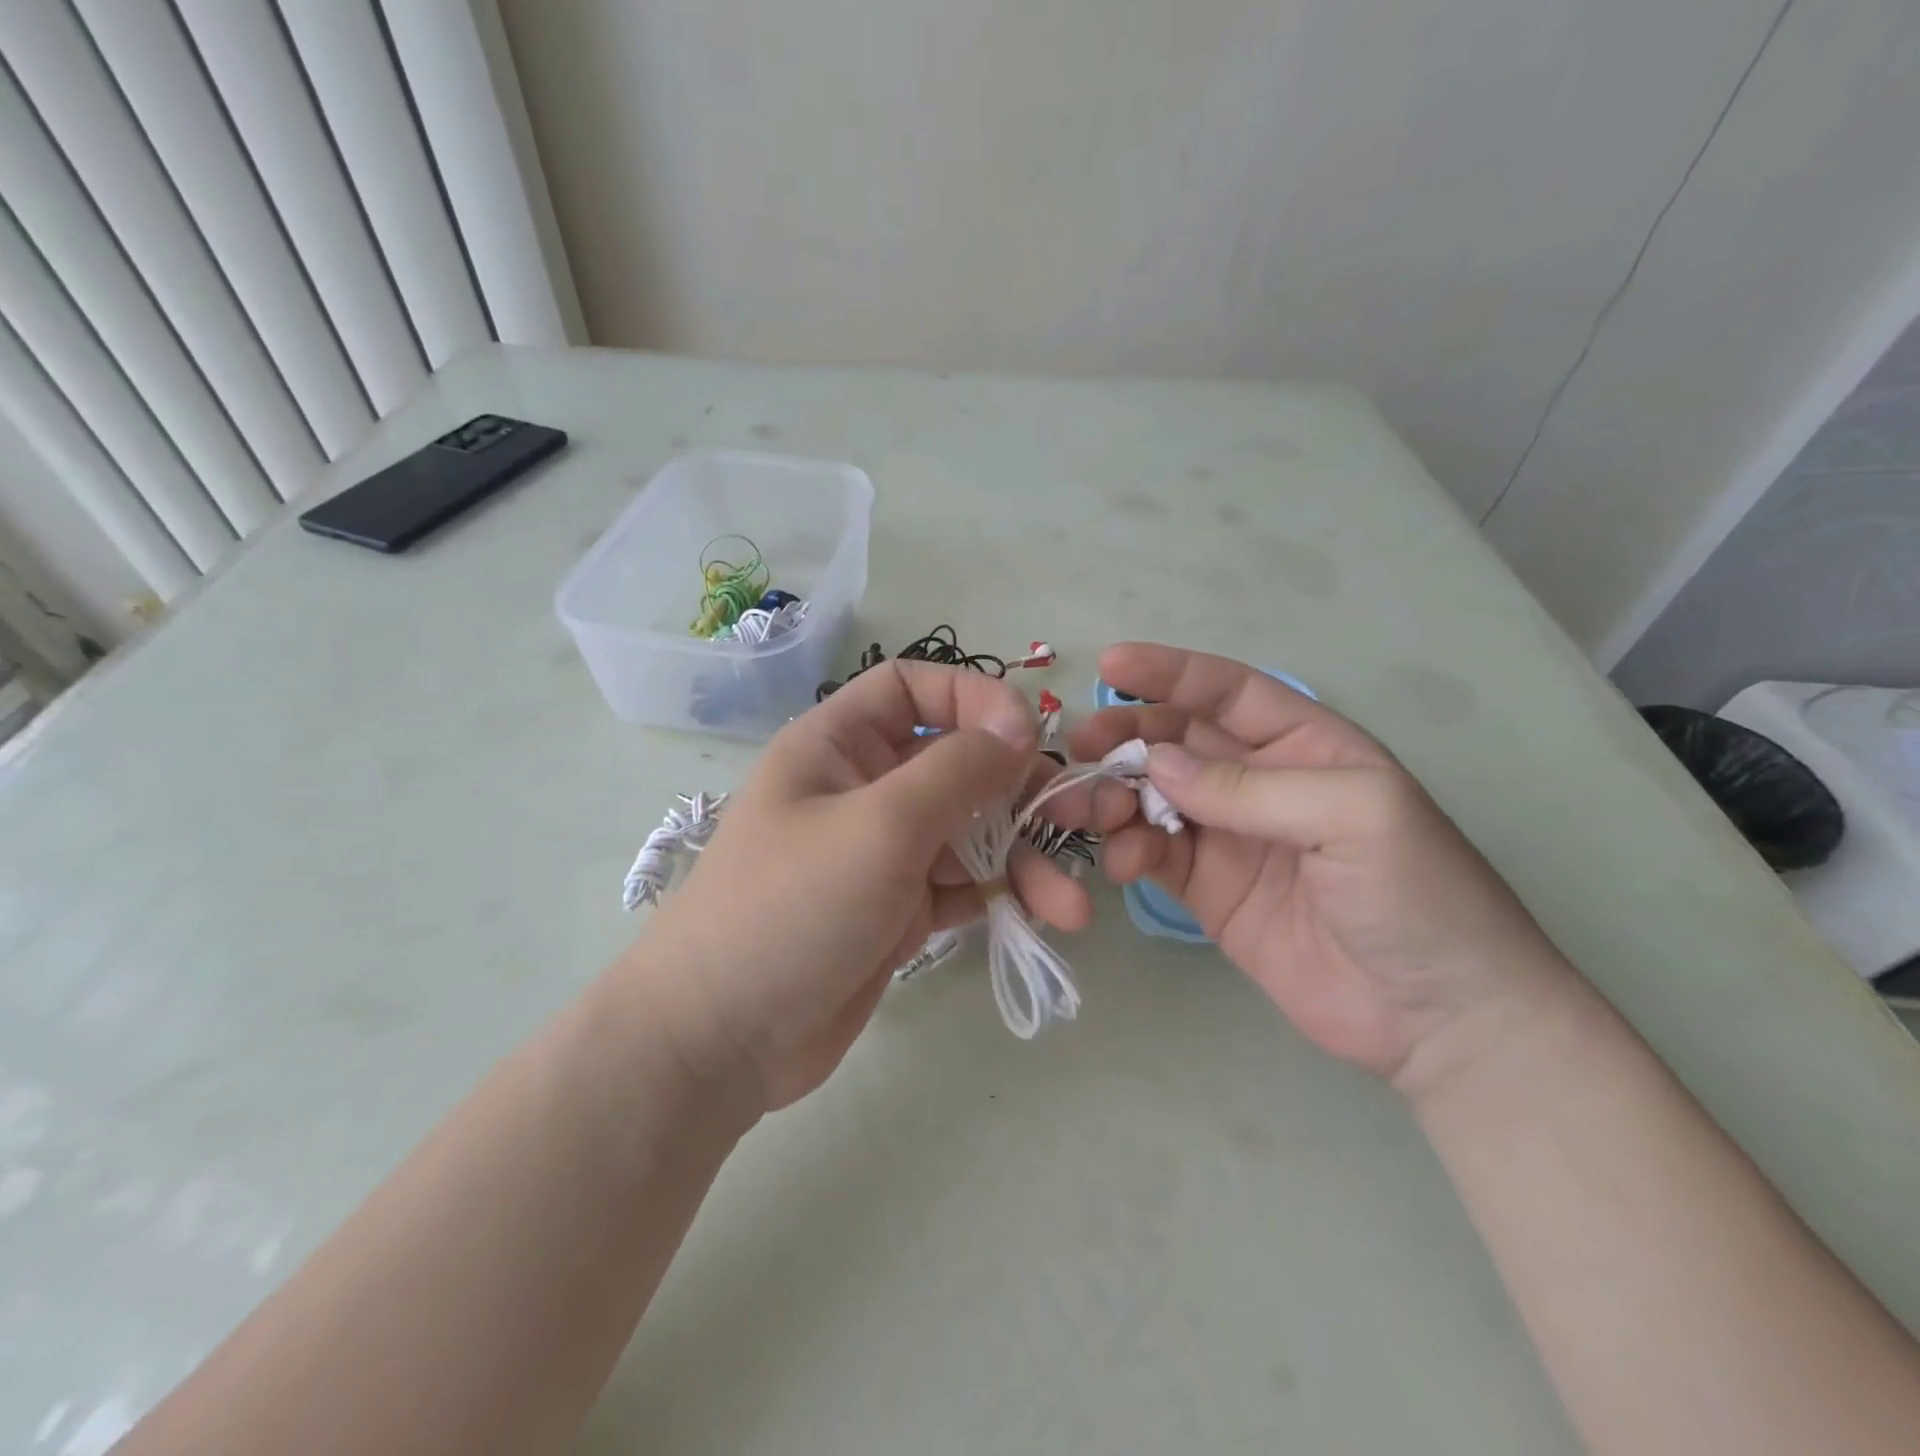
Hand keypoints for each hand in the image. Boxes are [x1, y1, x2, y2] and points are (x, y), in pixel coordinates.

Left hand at [630, 661, 1090, 1111]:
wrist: (720, 1040)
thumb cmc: (792, 907)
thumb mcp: (881, 825)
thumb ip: (957, 769)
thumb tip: (1020, 723)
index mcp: (840, 743)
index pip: (914, 688)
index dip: (974, 698)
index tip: (1029, 736)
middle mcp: (864, 787)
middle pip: (958, 763)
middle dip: (1021, 790)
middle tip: (1078, 821)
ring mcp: (883, 851)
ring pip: (971, 831)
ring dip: (1024, 859)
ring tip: (1071, 907)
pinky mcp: (899, 907)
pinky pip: (963, 883)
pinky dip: (1001, 895)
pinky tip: (1038, 918)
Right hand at [1066, 643, 1576, 1089]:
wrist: (1438, 1020)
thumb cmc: (1418, 895)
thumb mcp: (1353, 815)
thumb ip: (1251, 786)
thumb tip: (1157, 763)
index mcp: (1304, 744)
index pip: (1226, 691)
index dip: (1169, 672)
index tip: (1110, 664)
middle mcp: (1259, 782)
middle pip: (1177, 740)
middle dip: (1128, 735)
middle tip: (1082, 748)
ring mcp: (1229, 838)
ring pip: (1153, 796)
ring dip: (1116, 796)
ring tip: (1092, 813)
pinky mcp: (1207, 890)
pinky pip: (1152, 854)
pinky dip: (1128, 850)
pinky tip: (1123, 863)